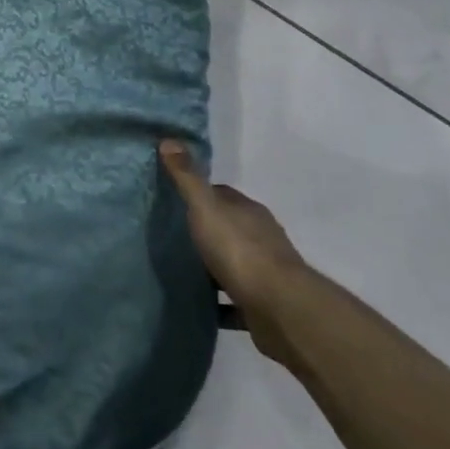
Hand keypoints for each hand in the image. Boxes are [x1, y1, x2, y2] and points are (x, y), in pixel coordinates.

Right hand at [159, 140, 308, 364]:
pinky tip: (199, 304)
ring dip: (212, 267)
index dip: (198, 195)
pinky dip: (220, 302)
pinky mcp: (263, 304)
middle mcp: (260, 236)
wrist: (281, 310)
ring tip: (180, 270)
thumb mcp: (206, 208)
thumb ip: (187, 178)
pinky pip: (235, 300)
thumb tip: (168, 139)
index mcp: (248, 211)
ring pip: (233, 263)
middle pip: (228, 228)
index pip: (221, 195)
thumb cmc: (240, 250)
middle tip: (170, 236)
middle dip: (204, 231)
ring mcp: (265, 272)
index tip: (173, 201)